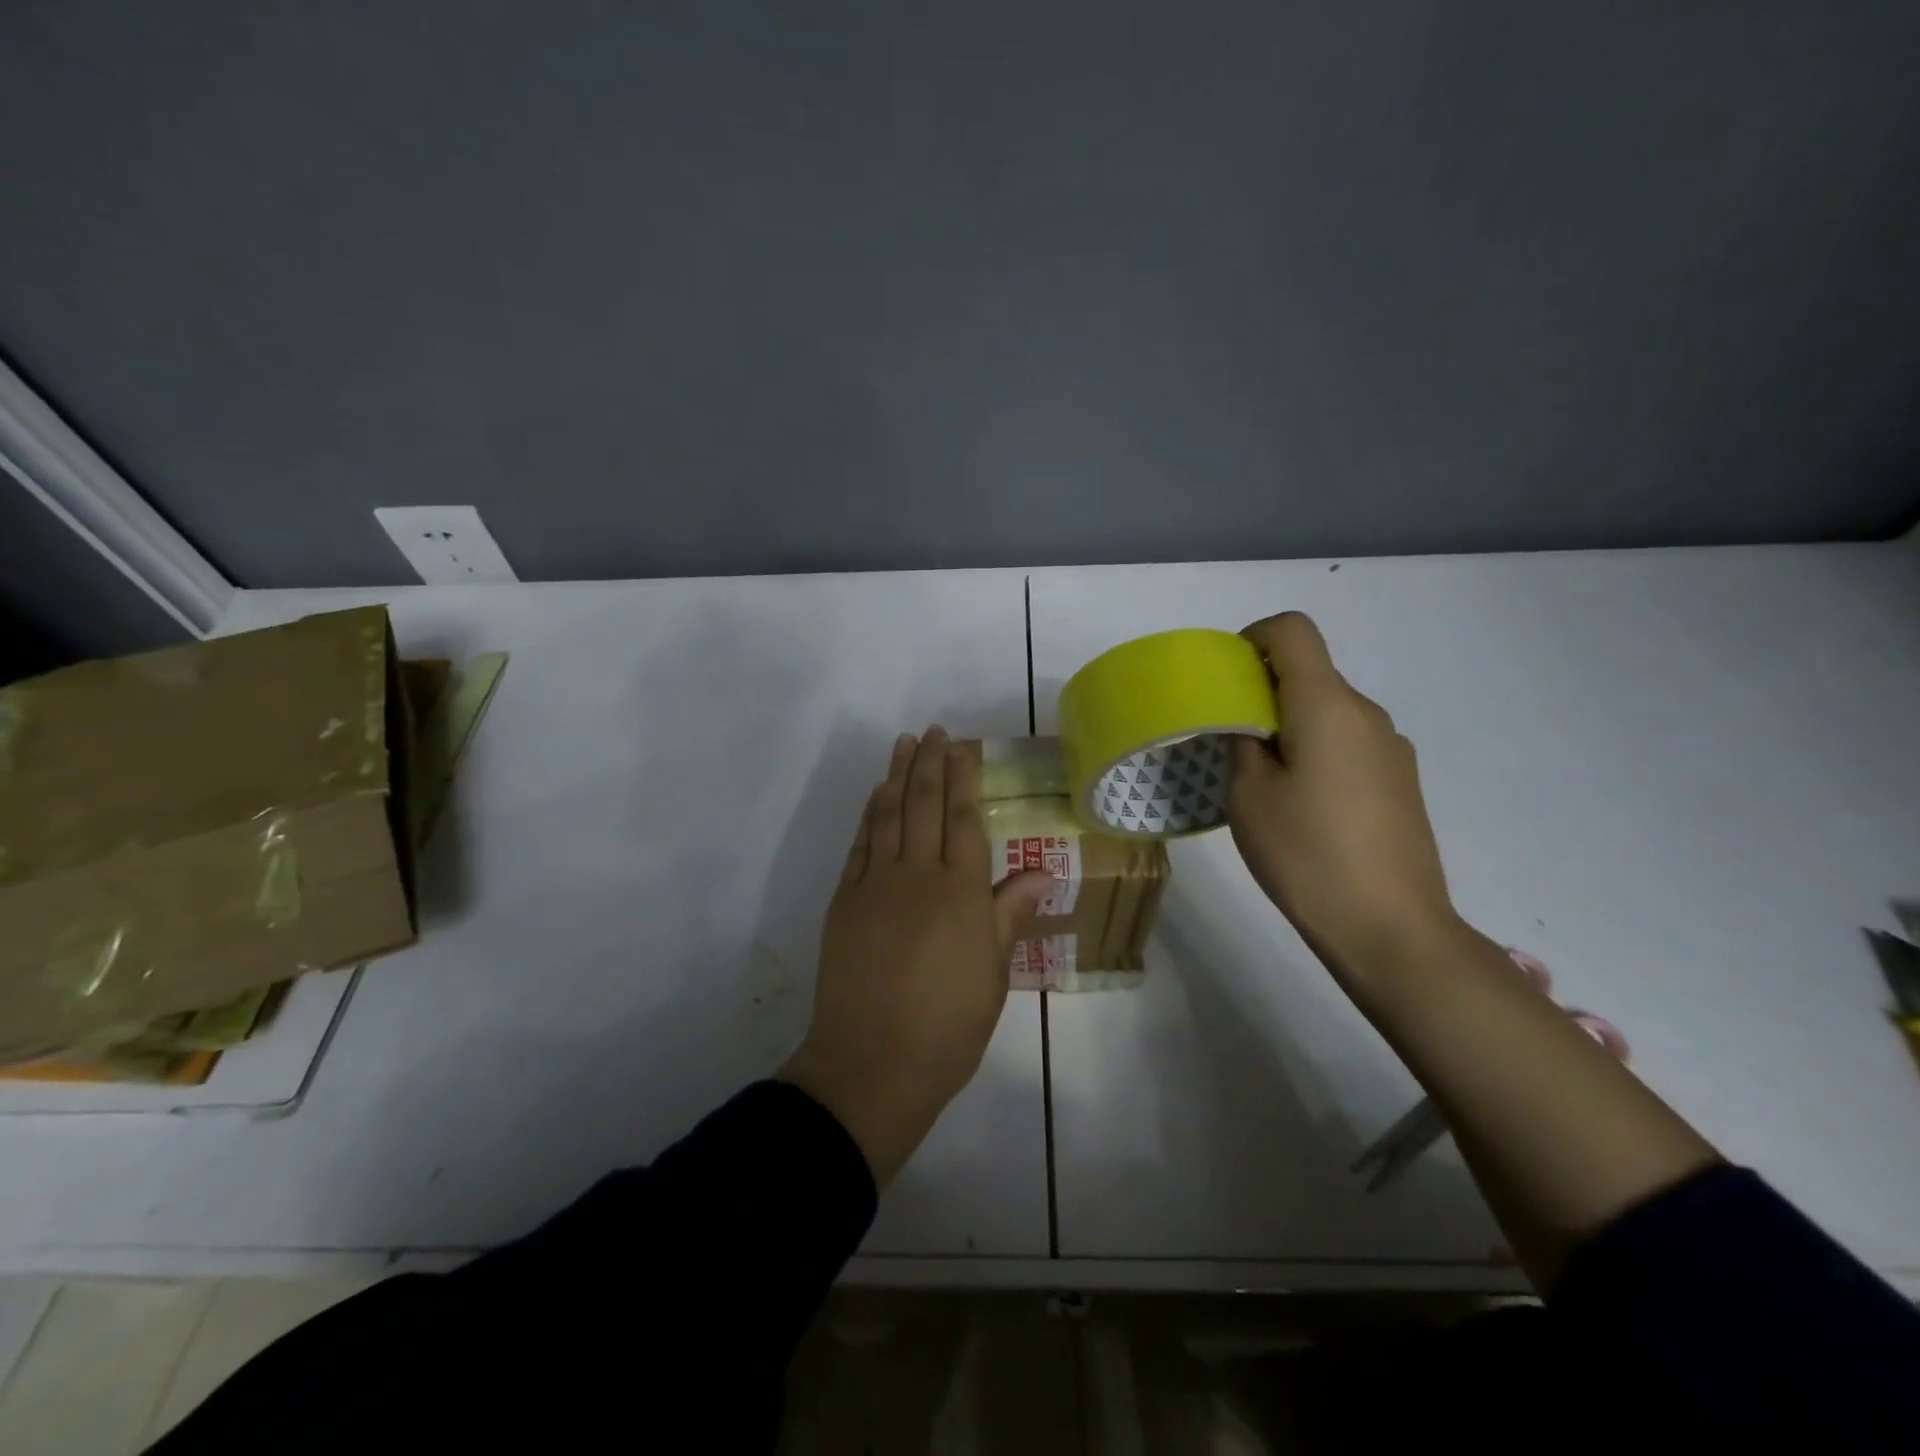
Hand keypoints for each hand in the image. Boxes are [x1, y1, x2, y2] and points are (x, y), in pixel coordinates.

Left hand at [779, 727, 1054, 1186]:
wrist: (873, 1063)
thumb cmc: (948, 1027)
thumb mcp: (994, 975)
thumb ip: (1009, 913)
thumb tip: (1040, 871)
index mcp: (961, 892)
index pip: (964, 819)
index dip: (964, 778)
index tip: (963, 747)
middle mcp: (918, 875)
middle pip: (925, 805)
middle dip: (930, 763)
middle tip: (934, 732)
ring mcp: (876, 884)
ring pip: (889, 815)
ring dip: (897, 776)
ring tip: (904, 745)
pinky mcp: (845, 900)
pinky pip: (861, 844)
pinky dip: (870, 815)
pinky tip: (877, 797)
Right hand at [1226, 613, 1462, 982]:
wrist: (1391, 929)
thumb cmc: (1307, 855)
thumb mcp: (1248, 795)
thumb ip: (1241, 741)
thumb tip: (1247, 719)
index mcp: (1327, 705)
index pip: (1292, 631)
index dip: (1252, 639)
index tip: (1225, 681)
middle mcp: (1367, 714)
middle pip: (1309, 674)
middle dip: (1263, 693)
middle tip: (1229, 743)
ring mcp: (1391, 748)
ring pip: (1328, 712)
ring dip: (1290, 727)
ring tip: (1264, 784)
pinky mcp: (1401, 781)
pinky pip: (1348, 743)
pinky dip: (1316, 753)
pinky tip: (1303, 808)